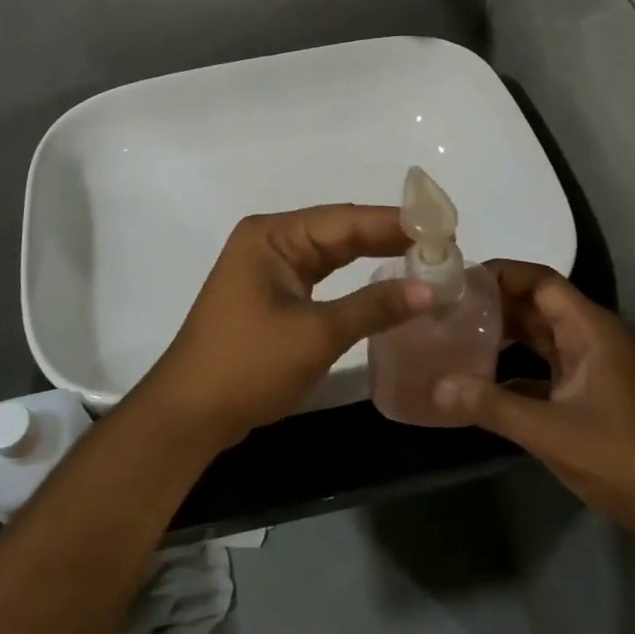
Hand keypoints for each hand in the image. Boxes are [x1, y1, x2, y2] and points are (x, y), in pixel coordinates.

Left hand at [139, 205, 431, 448]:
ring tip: (426, 258)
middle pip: (340, 231)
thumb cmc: (248, 365)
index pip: (346, 219)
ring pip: (333, 253)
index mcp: (273, 235)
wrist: (190, 414)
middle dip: (390, 237)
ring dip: (375, 256)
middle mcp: (271, 241)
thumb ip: (374, 307)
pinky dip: (354, 279)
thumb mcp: (316, 334)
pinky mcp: (273, 294)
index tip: (444, 229)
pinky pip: (322, 276)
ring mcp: (270, 268)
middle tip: (444, 245)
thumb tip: (431, 291)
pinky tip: (386, 279)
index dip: (396, 223)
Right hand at [433, 260, 634, 530]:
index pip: (541, 281)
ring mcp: (591, 365)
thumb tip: (437, 387)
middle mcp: (591, 337)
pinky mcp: (588, 391)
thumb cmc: (617, 455)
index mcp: (589, 329)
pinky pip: (545, 364)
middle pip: (537, 303)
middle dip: (495, 302)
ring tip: (457, 334)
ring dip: (503, 331)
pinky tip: (480, 380)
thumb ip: (491, 405)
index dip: (501, 274)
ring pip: (540, 333)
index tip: (459, 282)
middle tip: (448, 308)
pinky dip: (514, 365)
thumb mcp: (548, 430)